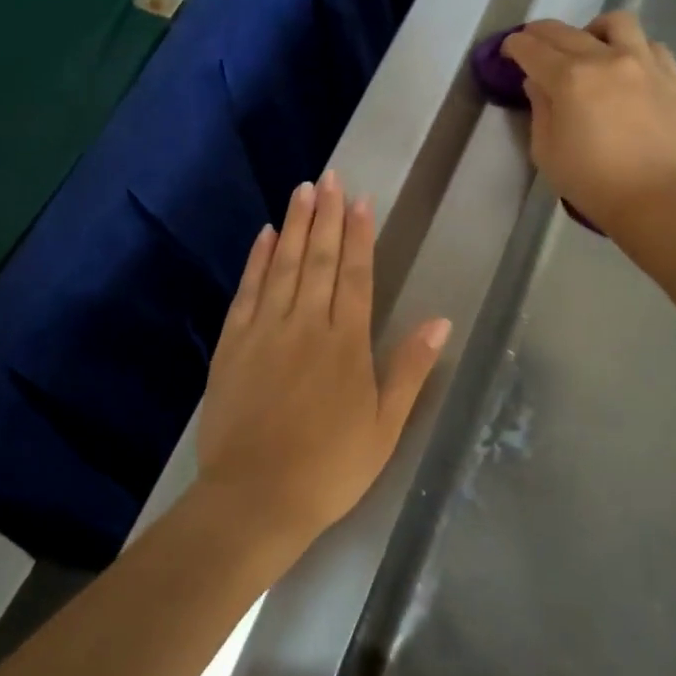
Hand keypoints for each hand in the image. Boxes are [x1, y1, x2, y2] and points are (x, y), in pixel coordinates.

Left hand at [195, 171, 450, 552]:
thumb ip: (409, 369)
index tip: (360, 200)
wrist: (256, 497)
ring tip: (302, 190)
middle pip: (318, 260)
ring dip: (294, 226)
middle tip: (329, 178)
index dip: (358, 235)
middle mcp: (306, 325)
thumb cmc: (330, 467)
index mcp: (346, 344)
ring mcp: (265, 331)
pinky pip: (247, 291)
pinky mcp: (233, 344)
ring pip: (283, 266)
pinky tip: (264, 235)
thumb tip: (442, 321)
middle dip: (325, 216)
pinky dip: (257, 260)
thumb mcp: (385, 426)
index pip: (355, 275)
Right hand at [501, 11, 675, 232]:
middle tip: (533, 45)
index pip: (532, 49)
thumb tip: (538, 82)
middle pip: (565, 31)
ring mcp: (644, 62)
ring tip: (588, 47)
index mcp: (569, 78)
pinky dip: (633, 48)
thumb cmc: (592, 181)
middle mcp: (606, 59)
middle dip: (541, 33)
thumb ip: (539, 109)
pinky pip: (650, 45)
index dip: (515, 46)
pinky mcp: (671, 76)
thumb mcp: (546, 151)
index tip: (508, 51)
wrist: (657, 199)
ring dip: (592, 30)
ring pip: (616, 23)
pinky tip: (626, 67)